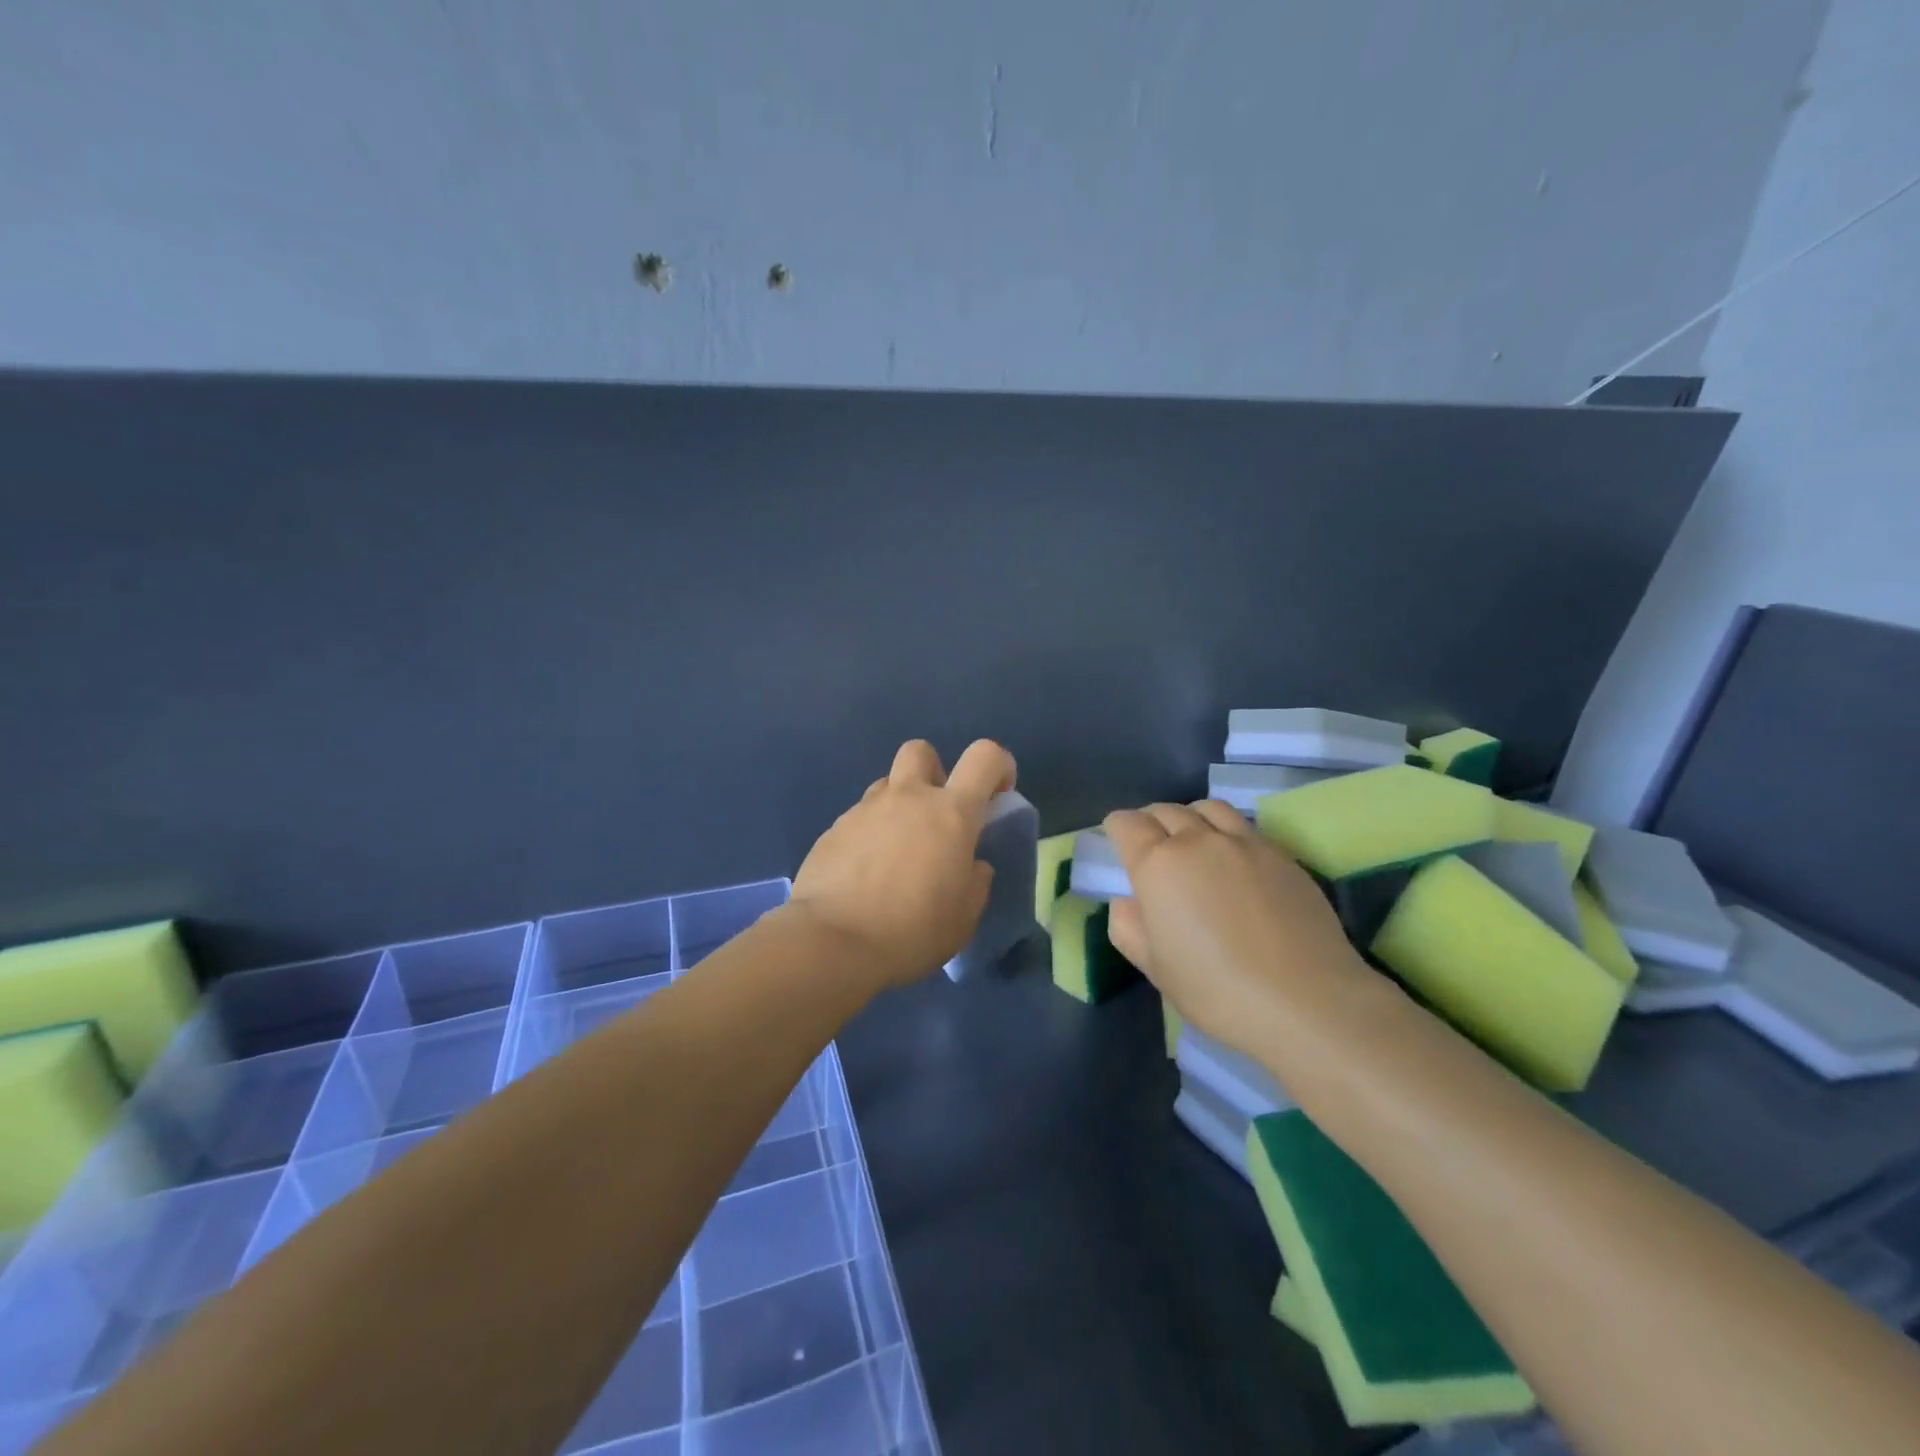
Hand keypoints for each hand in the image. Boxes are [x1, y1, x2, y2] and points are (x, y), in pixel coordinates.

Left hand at [786, 739, 1016, 988]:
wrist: (832, 942)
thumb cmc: (912, 930)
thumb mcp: (964, 917)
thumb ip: (975, 881)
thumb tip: (972, 865)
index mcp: (951, 813)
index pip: (985, 757)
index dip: (999, 766)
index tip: (997, 795)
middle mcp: (907, 798)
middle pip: (921, 751)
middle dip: (933, 772)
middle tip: (936, 815)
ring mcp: (864, 810)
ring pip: (886, 786)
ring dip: (898, 807)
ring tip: (896, 852)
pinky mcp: (833, 829)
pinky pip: (859, 818)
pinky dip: (869, 835)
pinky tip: (864, 874)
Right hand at [1103, 800, 1369, 1058]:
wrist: (1307, 1000)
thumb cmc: (1217, 990)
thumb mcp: (1155, 968)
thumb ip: (1129, 928)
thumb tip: (1128, 902)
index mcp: (1158, 865)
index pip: (1127, 824)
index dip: (1116, 828)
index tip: (1117, 841)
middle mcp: (1198, 841)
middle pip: (1166, 810)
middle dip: (1150, 821)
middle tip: (1150, 844)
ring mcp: (1244, 843)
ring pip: (1208, 808)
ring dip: (1190, 817)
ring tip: (1192, 839)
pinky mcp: (1281, 854)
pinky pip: (1244, 827)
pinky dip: (1226, 832)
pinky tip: (1233, 860)